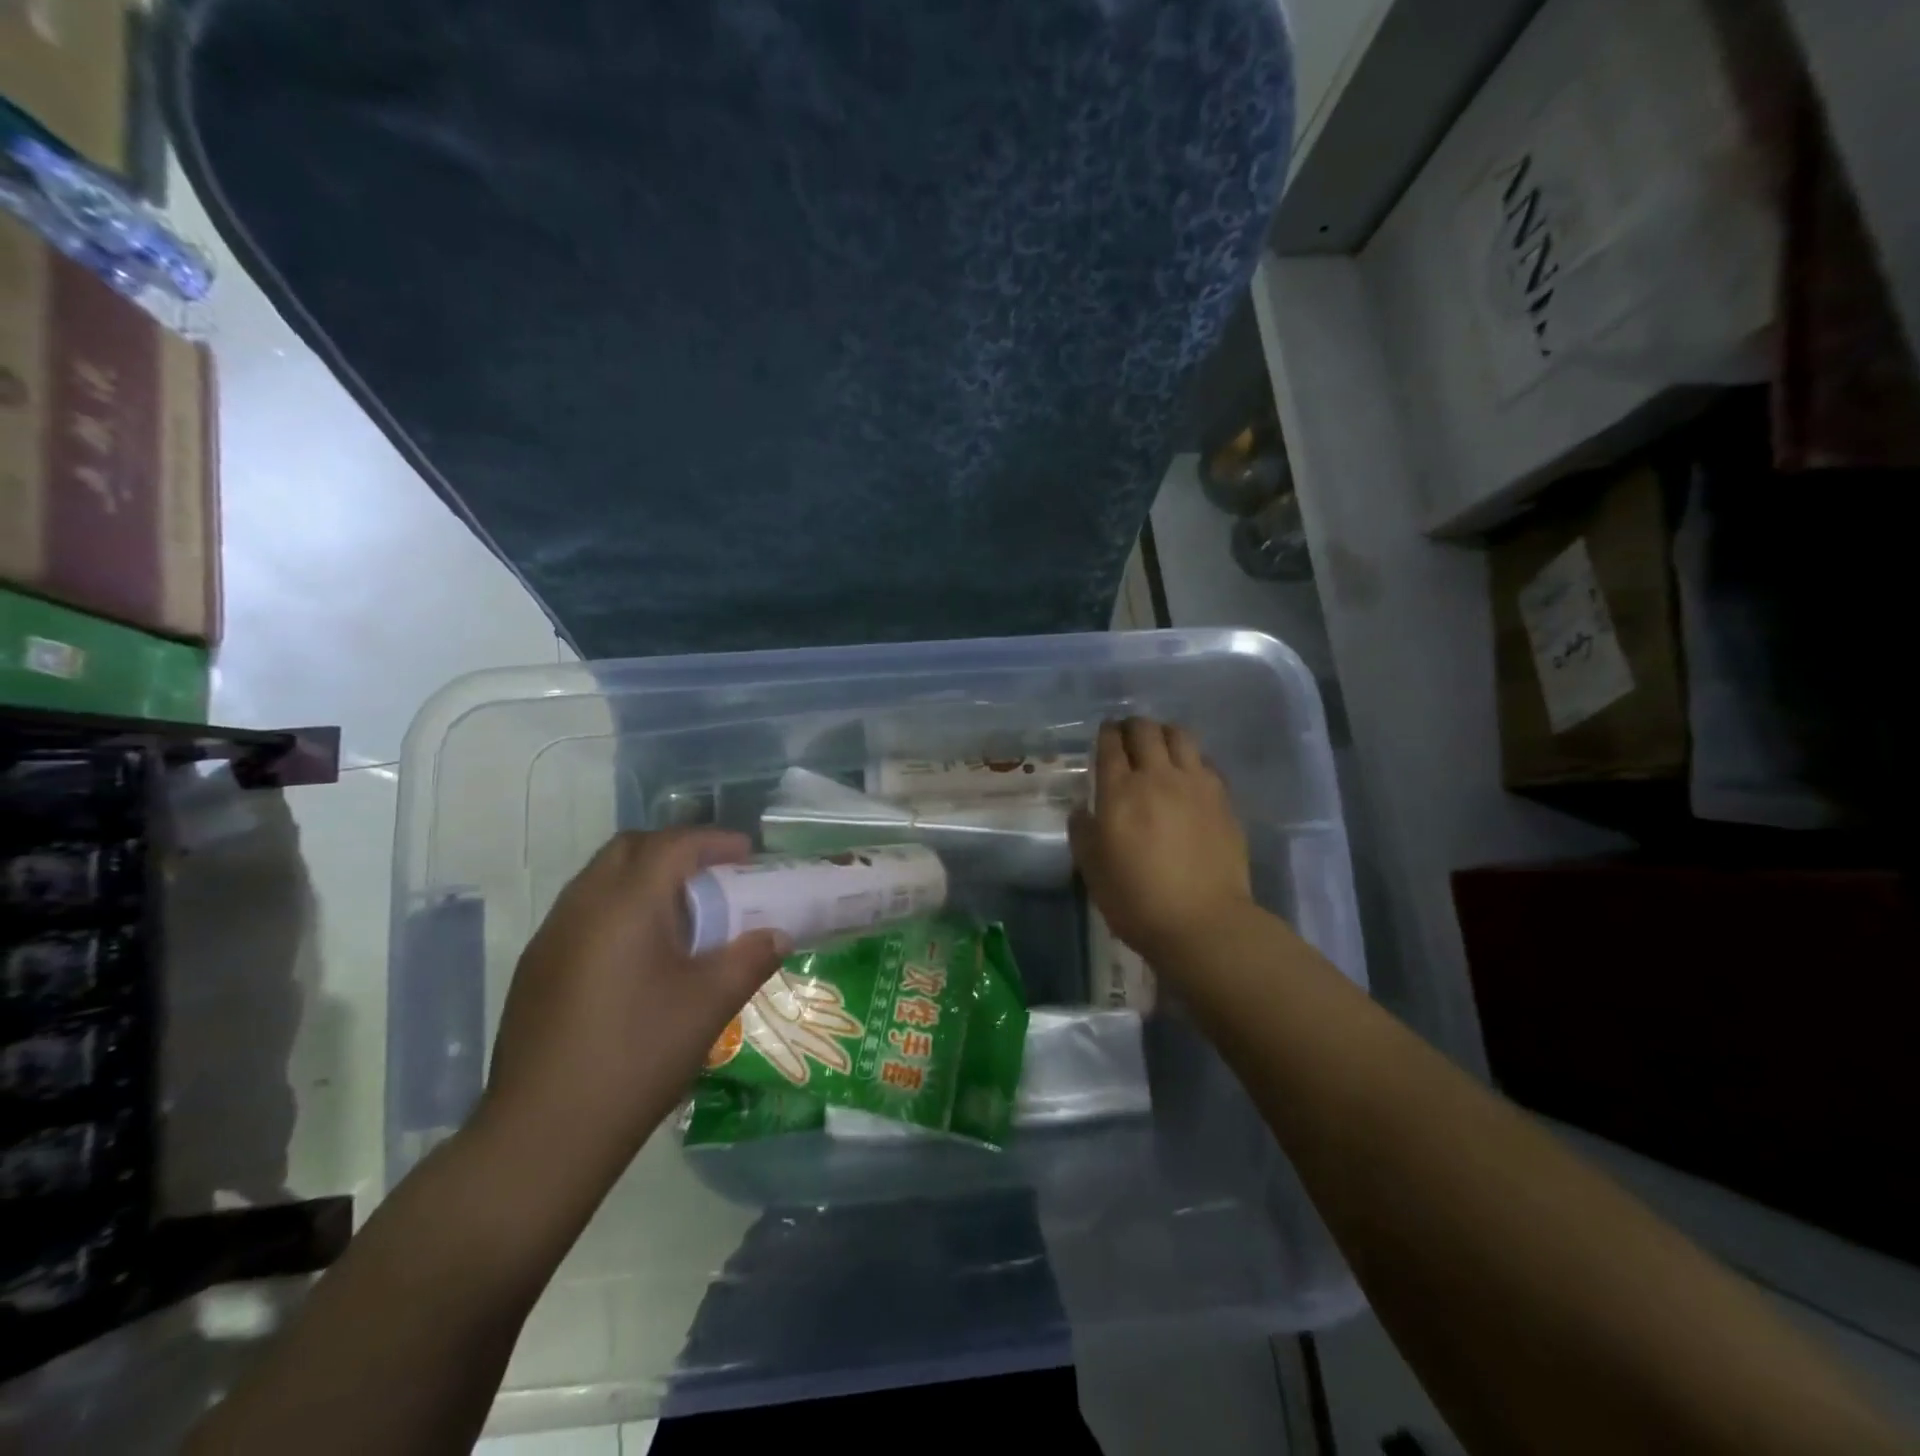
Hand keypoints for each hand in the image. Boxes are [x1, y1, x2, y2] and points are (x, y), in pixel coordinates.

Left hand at [476, 829, 789, 1187]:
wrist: (543, 1134)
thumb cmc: (637, 1057)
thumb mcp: (709, 1004)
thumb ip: (750, 958)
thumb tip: (778, 935)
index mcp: (625, 905)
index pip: (672, 845)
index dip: (714, 840)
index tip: (748, 855)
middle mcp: (582, 906)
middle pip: (629, 848)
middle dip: (675, 850)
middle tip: (714, 876)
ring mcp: (551, 937)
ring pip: (601, 878)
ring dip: (644, 878)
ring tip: (682, 914)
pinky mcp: (536, 968)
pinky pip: (583, 912)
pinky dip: (619, 908)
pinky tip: (640, 955)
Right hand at [1069, 718, 1253, 961]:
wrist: (1202, 922)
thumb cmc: (1136, 899)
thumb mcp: (1092, 869)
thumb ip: (1083, 832)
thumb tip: (1083, 810)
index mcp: (1120, 791)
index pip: (1111, 744)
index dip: (1106, 733)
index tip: (1104, 734)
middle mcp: (1158, 776)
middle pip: (1146, 730)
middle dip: (1133, 726)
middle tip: (1128, 736)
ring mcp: (1196, 785)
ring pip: (1181, 736)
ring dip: (1166, 734)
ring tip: (1161, 747)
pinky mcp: (1223, 799)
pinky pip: (1206, 762)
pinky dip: (1192, 759)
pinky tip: (1189, 776)